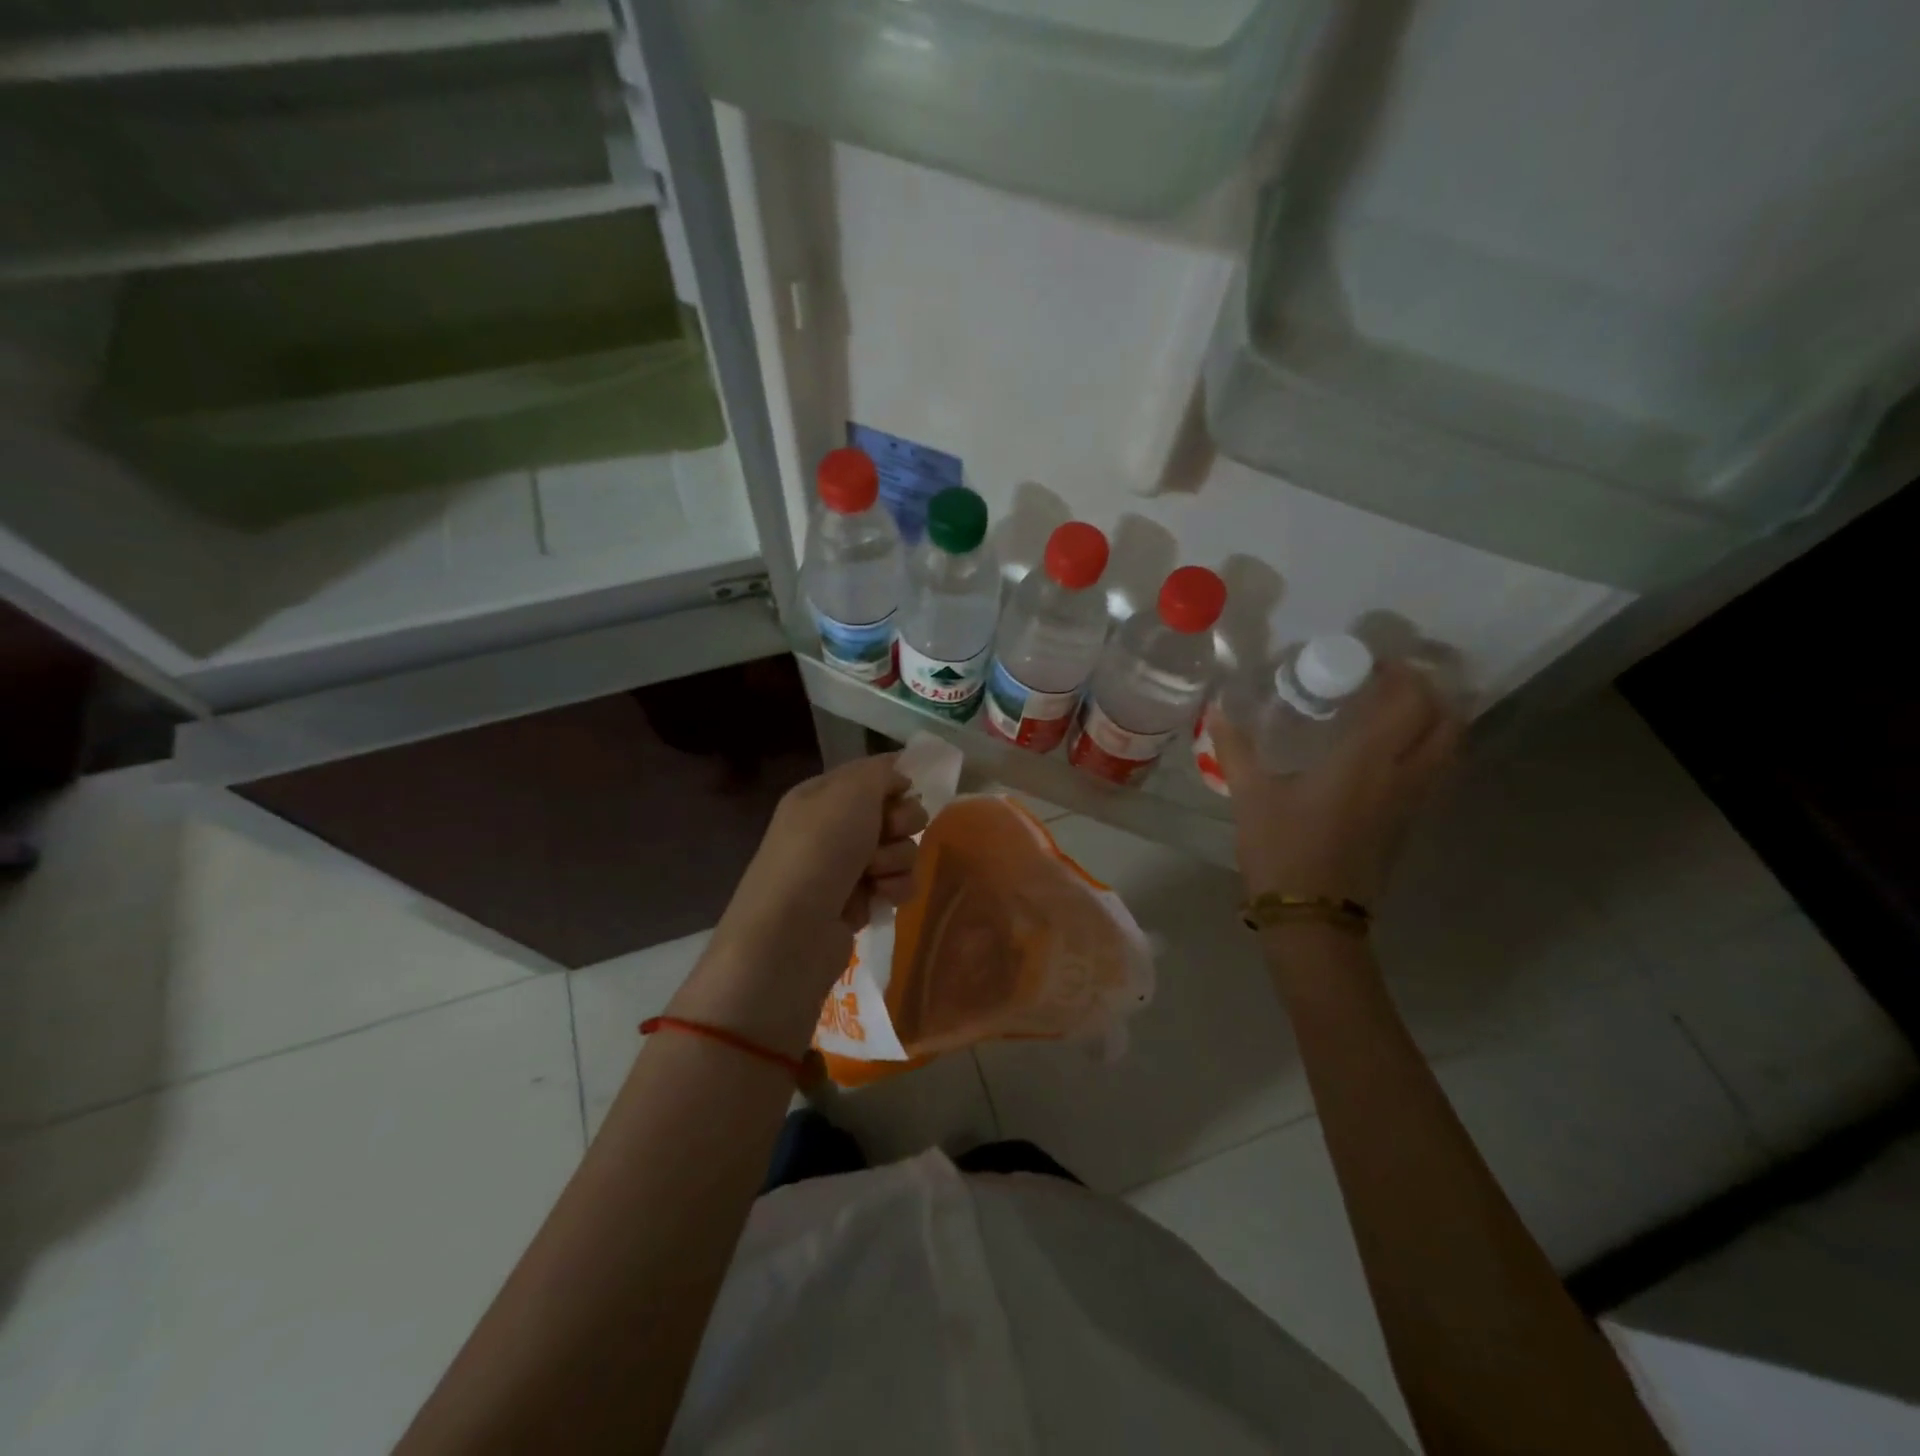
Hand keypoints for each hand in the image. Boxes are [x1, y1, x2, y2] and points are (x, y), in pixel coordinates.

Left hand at [734, 752, 927, 939]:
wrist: (791, 932)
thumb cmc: (819, 850)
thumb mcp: (850, 792)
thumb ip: (880, 772)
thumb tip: (899, 776)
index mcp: (821, 795)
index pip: (871, 776)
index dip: (894, 783)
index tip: (906, 792)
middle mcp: (831, 829)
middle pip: (893, 813)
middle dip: (901, 824)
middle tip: (887, 835)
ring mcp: (844, 868)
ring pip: (900, 850)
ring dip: (897, 860)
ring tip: (874, 876)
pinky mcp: (857, 904)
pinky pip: (895, 885)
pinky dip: (893, 889)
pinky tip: (879, 898)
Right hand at [1212, 660, 1460, 906]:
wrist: (1313, 916)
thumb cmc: (1282, 849)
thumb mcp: (1250, 796)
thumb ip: (1235, 749)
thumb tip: (1215, 710)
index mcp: (1366, 761)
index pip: (1409, 701)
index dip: (1402, 674)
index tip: (1374, 662)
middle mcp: (1403, 776)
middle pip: (1448, 721)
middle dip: (1430, 692)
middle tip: (1393, 682)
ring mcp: (1413, 803)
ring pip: (1450, 749)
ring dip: (1435, 721)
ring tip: (1396, 711)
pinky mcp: (1410, 825)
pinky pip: (1436, 773)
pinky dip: (1426, 749)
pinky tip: (1387, 753)